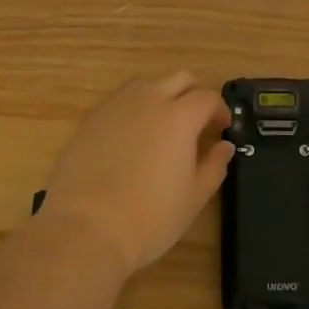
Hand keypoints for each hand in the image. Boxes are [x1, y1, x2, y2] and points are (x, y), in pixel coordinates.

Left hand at [37, 72, 234, 278]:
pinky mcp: (91, 119)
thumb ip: (214, 166)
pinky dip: (133, 110)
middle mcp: (149, 100)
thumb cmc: (149, 218)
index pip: (208, 97)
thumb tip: (224, 146)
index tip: (221, 128)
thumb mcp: (193, 198)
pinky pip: (120, 101)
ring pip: (147, 85)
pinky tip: (130, 139)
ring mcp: (116, 106)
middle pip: (179, 79)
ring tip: (162, 127)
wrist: (85, 229)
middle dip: (193, 94)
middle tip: (196, 122)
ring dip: (162, 96)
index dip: (220, 110)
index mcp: (180, 116)